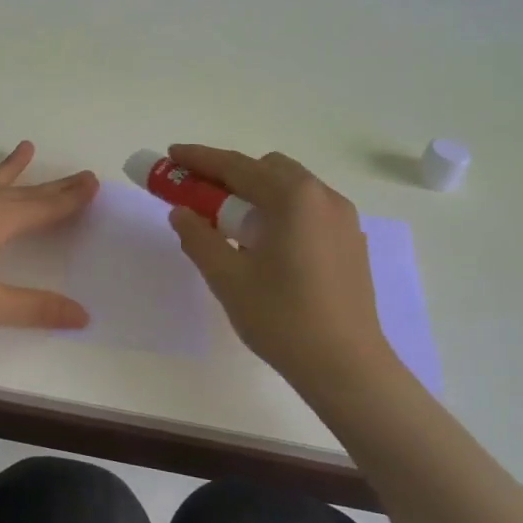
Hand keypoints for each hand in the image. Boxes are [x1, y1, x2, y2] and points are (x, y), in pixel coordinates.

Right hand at [165, 144, 396, 390]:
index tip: (171, 155)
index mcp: (293, 198)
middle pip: (267, 169)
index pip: (236, 166)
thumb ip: (198, 237)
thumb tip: (181, 213)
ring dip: (256, 195)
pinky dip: (279, 213)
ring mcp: (343, 220)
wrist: (346, 367)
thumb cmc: (282, 318)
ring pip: (290, 189)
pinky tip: (265, 248)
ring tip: (231, 229)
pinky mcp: (351, 242)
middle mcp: (323, 197)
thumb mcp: (227, 278)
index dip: (200, 159)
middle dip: (230, 177)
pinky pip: (308, 211)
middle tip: (199, 198)